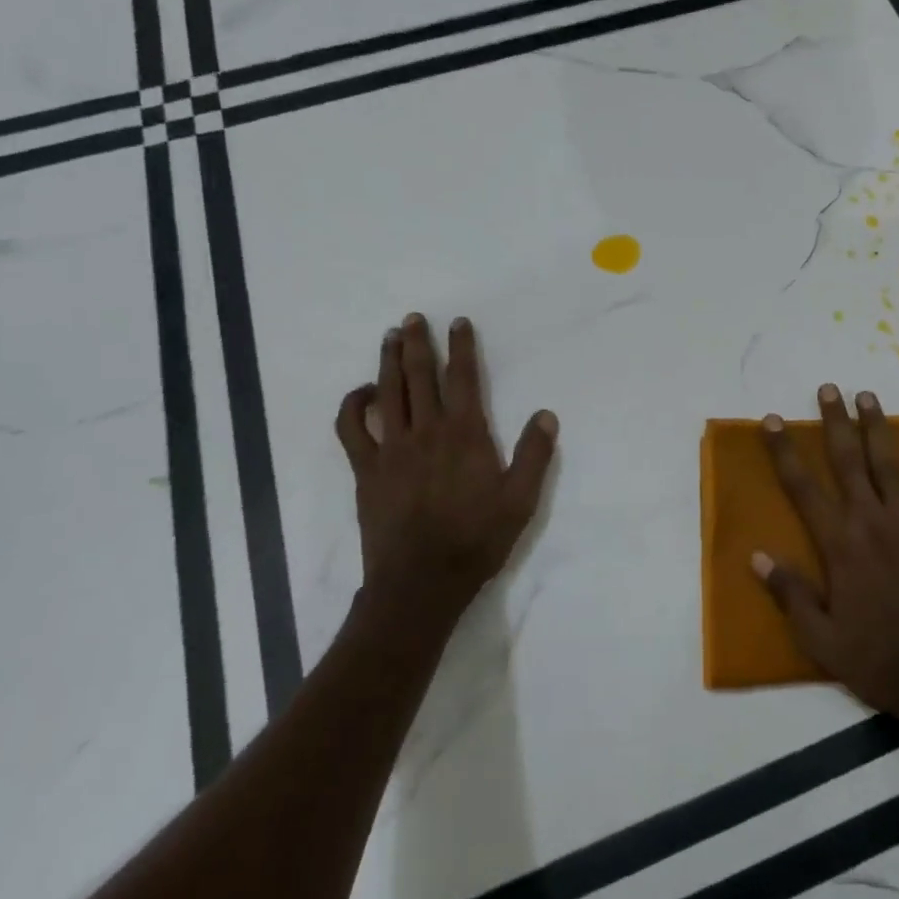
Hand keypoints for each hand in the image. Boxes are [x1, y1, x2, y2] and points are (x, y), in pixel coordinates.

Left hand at [334, 314, 557, 625]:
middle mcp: (426, 431)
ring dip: (387, 361)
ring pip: (387, 392)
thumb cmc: (477, 539)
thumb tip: (546, 414)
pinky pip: (352, 428)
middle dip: (417, 343)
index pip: (463, 378)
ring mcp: (391, 448)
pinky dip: (353, 405)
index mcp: (466, 434)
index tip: (458, 322)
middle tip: (414, 318)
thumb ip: (535, 455)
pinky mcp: (366, 469)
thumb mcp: (521, 500)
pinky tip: (362, 393)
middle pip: (419, 375)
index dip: (461, 347)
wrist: (422, 581)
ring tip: (390, 337)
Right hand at [754, 385, 898, 729]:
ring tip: (867, 395)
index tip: (772, 421)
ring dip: (877, 427)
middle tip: (827, 389)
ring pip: (889, 463)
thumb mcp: (821, 639)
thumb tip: (757, 556)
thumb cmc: (878, 659)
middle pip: (848, 461)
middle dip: (834, 422)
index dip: (784, 451)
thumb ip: (790, 594)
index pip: (803, 487)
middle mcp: (872, 522)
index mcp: (840, 545)